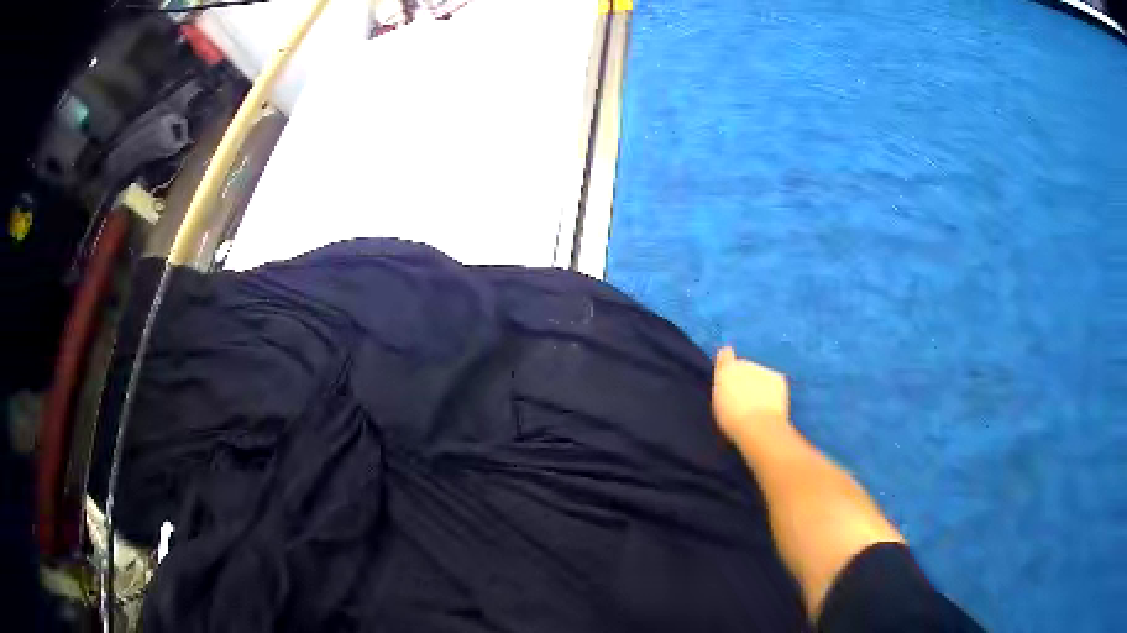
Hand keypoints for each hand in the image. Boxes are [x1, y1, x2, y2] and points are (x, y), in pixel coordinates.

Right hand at [711, 346, 791, 445]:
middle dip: (744, 377)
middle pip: (744, 366)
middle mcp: (745, 364)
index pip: (725, 354)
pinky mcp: (778, 378)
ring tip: (757, 405)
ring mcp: (763, 370)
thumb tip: (727, 379)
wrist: (759, 426)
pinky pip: (773, 382)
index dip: (726, 360)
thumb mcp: (719, 402)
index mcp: (726, 370)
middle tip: (743, 398)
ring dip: (758, 384)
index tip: (728, 368)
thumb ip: (722, 386)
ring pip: (760, 374)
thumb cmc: (732, 419)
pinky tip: (770, 405)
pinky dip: (772, 390)